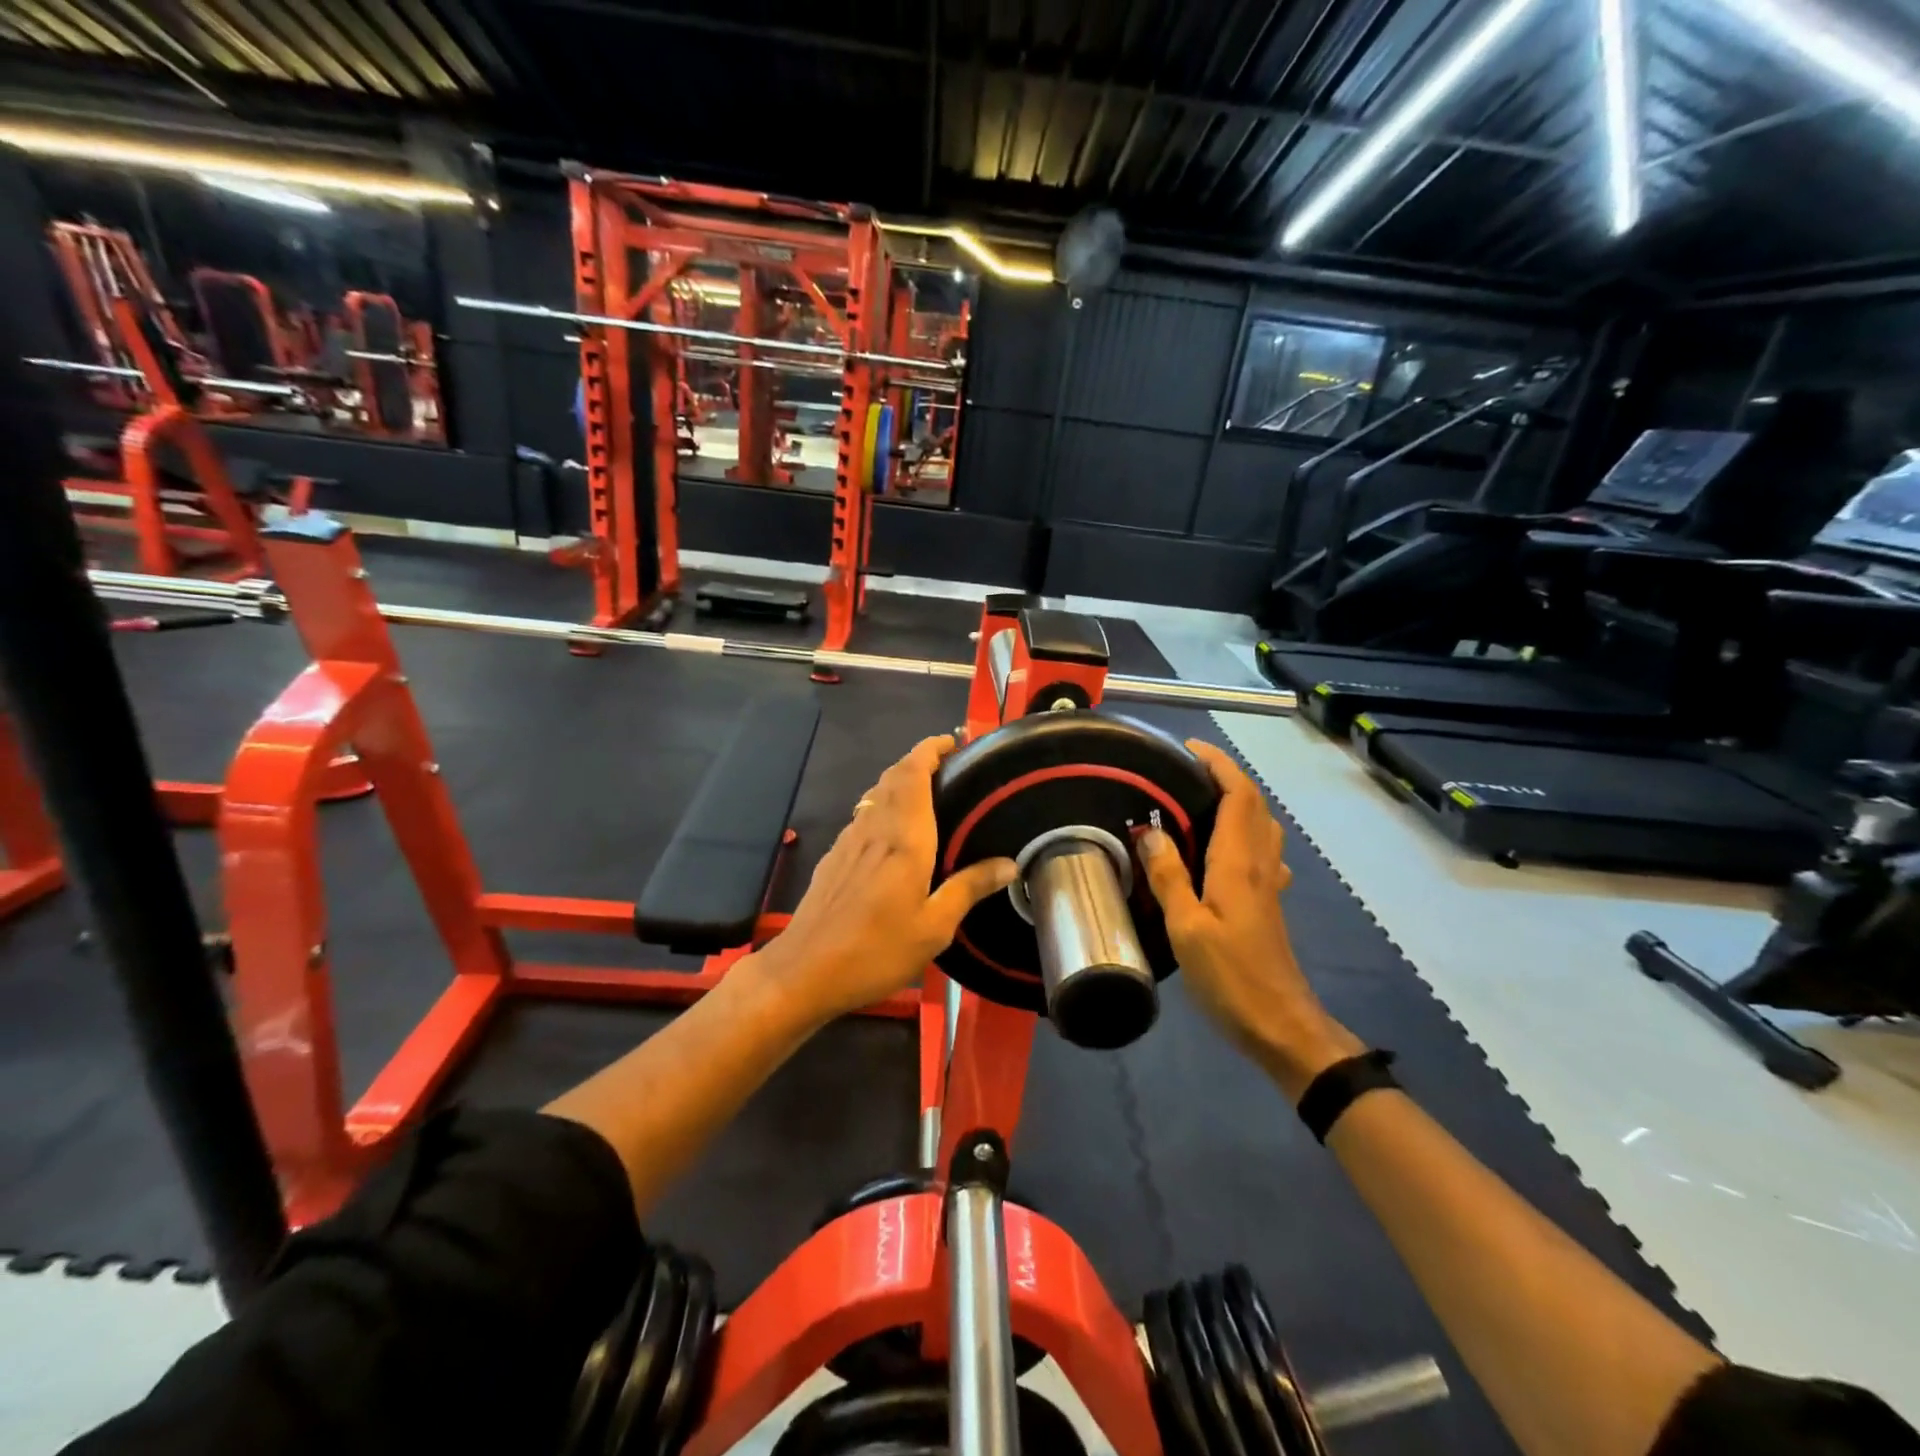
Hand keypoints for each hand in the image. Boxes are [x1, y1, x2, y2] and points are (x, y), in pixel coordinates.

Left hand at [745, 735, 1015, 1025]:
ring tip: (927, 793)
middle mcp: (874, 828)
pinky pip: (863, 816)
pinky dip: (883, 806)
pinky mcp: (834, 858)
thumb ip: (969, 888)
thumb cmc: (876, 949)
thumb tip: (1008, 863)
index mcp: (904, 838)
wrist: (804, 971)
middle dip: (918, 760)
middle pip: (893, 777)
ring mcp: (848, 841)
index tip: (952, 741)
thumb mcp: (934, 927)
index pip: (913, 773)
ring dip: (899, 781)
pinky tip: (892, 833)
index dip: (930, 749)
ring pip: (875, 794)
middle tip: (948, 765)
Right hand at [1139, 740, 1361, 1097]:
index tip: (1189, 749)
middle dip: (1225, 777)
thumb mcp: (1187, 928)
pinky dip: (1243, 832)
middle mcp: (1259, 865)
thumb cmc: (1231, 977)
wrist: (1281, 1025)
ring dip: (1237, 802)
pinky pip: (1260, 851)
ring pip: (1261, 826)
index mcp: (1239, 863)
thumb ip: (1168, 876)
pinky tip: (1224, 850)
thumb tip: (1148, 832)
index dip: (1218, 765)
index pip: (1238, 795)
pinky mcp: (1268, 904)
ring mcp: (1268, 885)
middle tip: (1186, 771)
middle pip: (1253, 804)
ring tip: (1200, 801)